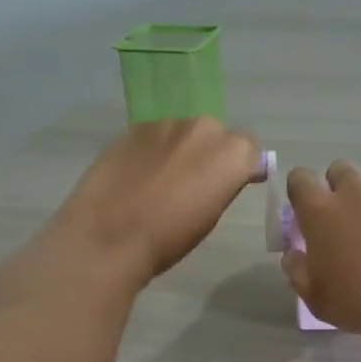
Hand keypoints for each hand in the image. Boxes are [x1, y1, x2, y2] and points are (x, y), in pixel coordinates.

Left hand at [51, 118, 263, 286]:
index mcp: (231, 153)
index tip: (232, 185)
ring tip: (163, 181)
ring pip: (184, 133)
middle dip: (211, 153)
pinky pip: (156, 136)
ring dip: (181, 150)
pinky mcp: (134, 127)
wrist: (109, 235)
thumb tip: (222, 176)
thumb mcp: (212, 216)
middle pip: (217, 135)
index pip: (250, 149)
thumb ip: (224, 185)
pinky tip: (139, 176)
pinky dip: (154, 150)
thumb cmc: (170, 238)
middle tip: (195, 184)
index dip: (243, 166)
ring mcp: (166, 123)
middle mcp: (203, 128)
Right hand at [280, 161, 360, 329]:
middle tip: (348, 219)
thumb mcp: (316, 297)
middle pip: (341, 170)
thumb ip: (298, 270)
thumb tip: (294, 254)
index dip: (302, 190)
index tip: (307, 209)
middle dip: (341, 187)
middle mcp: (356, 193)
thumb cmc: (358, 300)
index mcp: (320, 212)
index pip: (300, 179)